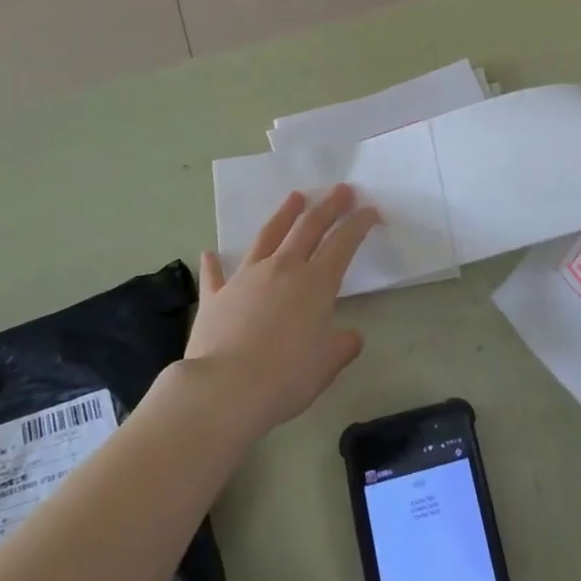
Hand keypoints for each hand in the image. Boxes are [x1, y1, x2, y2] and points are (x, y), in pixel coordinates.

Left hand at [187, 184, 378, 436]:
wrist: (224, 390)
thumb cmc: (285, 377)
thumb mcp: (326, 365)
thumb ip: (342, 346)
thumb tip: (351, 337)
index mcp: (316, 283)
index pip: (343, 243)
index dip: (359, 223)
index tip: (370, 210)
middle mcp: (283, 269)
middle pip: (309, 227)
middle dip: (329, 206)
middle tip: (341, 189)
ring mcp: (246, 277)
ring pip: (268, 235)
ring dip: (284, 214)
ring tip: (295, 197)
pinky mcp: (215, 295)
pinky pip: (215, 274)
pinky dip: (214, 263)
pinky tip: (210, 253)